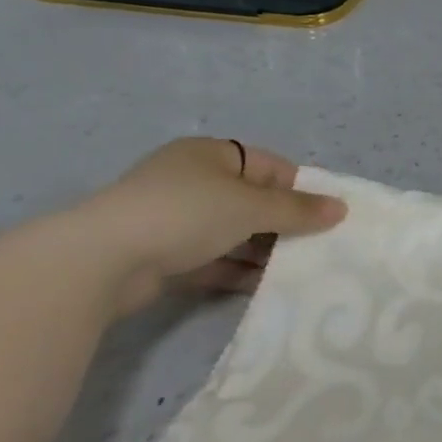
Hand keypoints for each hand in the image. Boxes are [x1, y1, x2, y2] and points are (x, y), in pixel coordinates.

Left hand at [76, 138, 346, 312]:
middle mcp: (192, 181)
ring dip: (262, 250)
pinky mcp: (162, 256)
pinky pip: (212, 259)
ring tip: (297, 270)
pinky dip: (237, 271)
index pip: (270, 166)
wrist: (100, 262)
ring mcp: (174, 220)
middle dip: (283, 224)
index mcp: (211, 155)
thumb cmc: (185, 213)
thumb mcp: (252, 206)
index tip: (324, 216)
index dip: (299, 189)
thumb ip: (298, 210)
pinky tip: (264, 286)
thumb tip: (341, 208)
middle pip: (252, 200)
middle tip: (316, 246)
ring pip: (233, 232)